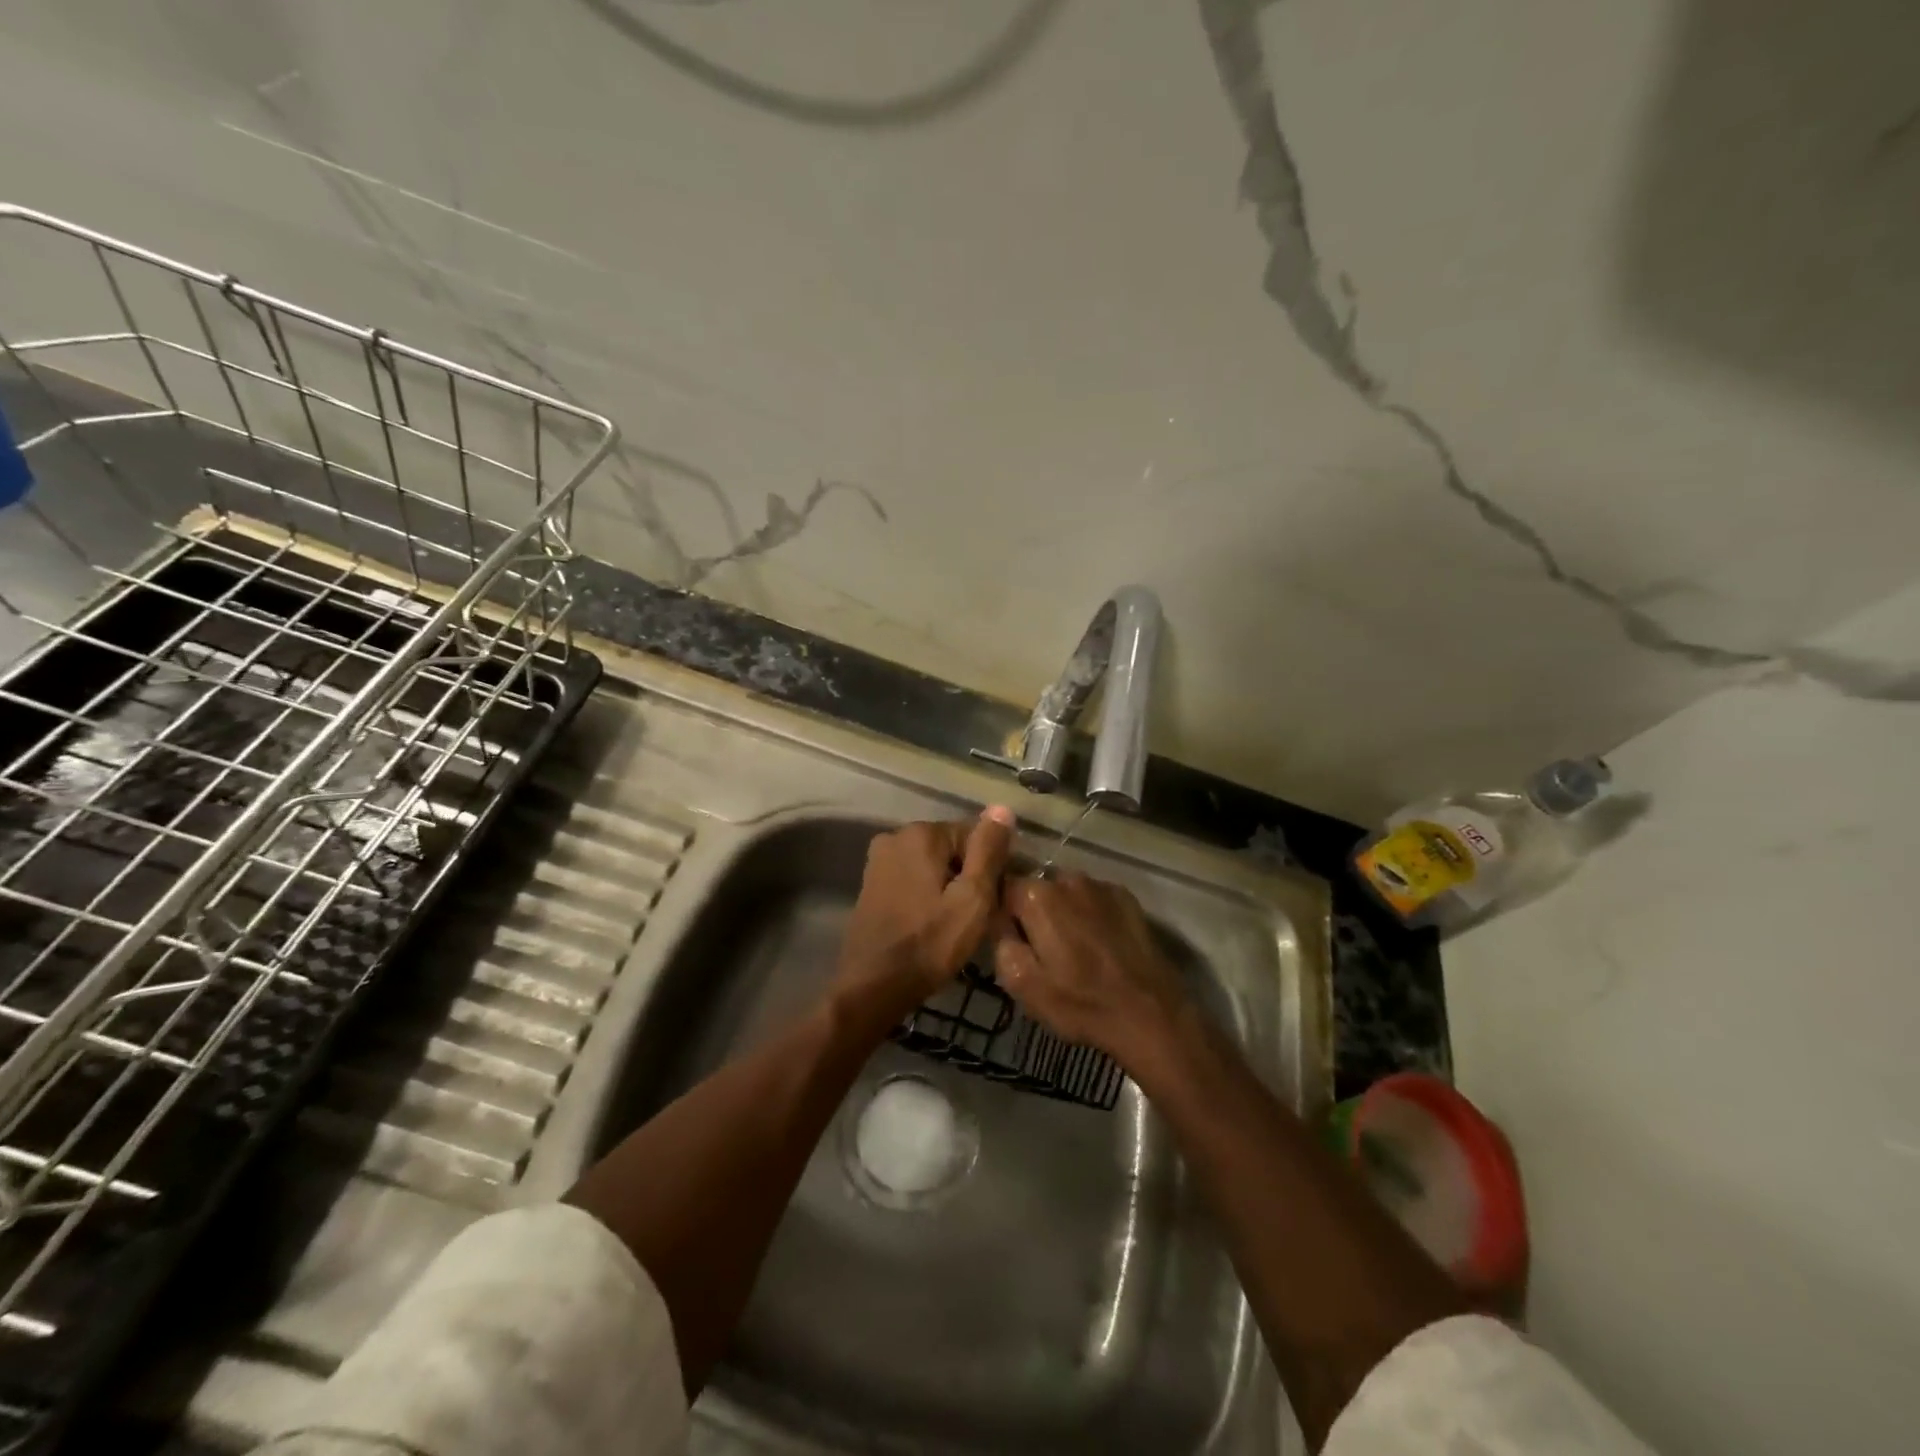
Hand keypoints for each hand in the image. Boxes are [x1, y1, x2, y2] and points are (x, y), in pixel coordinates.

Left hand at [836, 808, 1016, 1021]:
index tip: (993, 900)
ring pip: (932, 865)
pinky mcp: (871, 883)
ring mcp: (879, 860)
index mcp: (922, 833)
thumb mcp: (972, 898)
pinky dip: (927, 894)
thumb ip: (989, 850)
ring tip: (956, 924)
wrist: (873, 986)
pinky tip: (932, 924)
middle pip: (952, 848)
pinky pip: (913, 878)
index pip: (975, 835)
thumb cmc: (930, 944)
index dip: (991, 868)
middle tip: (976, 916)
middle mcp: (896, 835)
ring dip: (948, 887)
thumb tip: (1002, 808)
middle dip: (968, 876)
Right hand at [994, 871, 1192, 1071]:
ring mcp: (1101, 886)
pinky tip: (1100, 945)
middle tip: (1041, 949)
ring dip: (1064, 913)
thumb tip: (1000, 921)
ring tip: (1073, 948)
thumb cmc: (1079, 1003)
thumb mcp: (1022, 985)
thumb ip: (1001, 943)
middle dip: (1034, 913)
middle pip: (1037, 890)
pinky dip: (1091, 915)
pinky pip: (1095, 900)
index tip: (1009, 938)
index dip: (1002, 913)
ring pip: (1067, 894)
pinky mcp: (1127, 899)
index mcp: (1037, 897)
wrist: (1149, 1014)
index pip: (1003, 888)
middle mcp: (1067, 879)